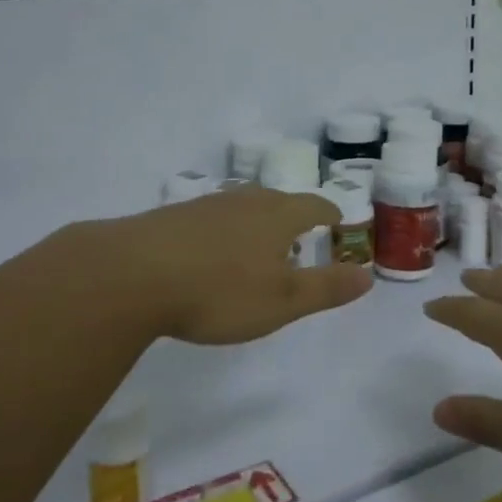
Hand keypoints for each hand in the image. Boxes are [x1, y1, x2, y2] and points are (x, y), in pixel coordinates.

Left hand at [71, 185, 372, 345]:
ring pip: (242, 206)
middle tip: (300, 235)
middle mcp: (245, 202)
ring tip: (258, 244)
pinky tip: (211, 251)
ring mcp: (206, 206)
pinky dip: (223, 231)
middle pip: (278, 200)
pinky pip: (211, 218)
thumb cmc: (219, 291)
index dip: (329, 213)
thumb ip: (326, 288)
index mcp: (277, 217)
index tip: (337, 221)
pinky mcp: (173, 217)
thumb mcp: (282, 301)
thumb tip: (368, 275)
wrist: (133, 274)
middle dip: (293, 215)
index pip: (313, 206)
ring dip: (257, 221)